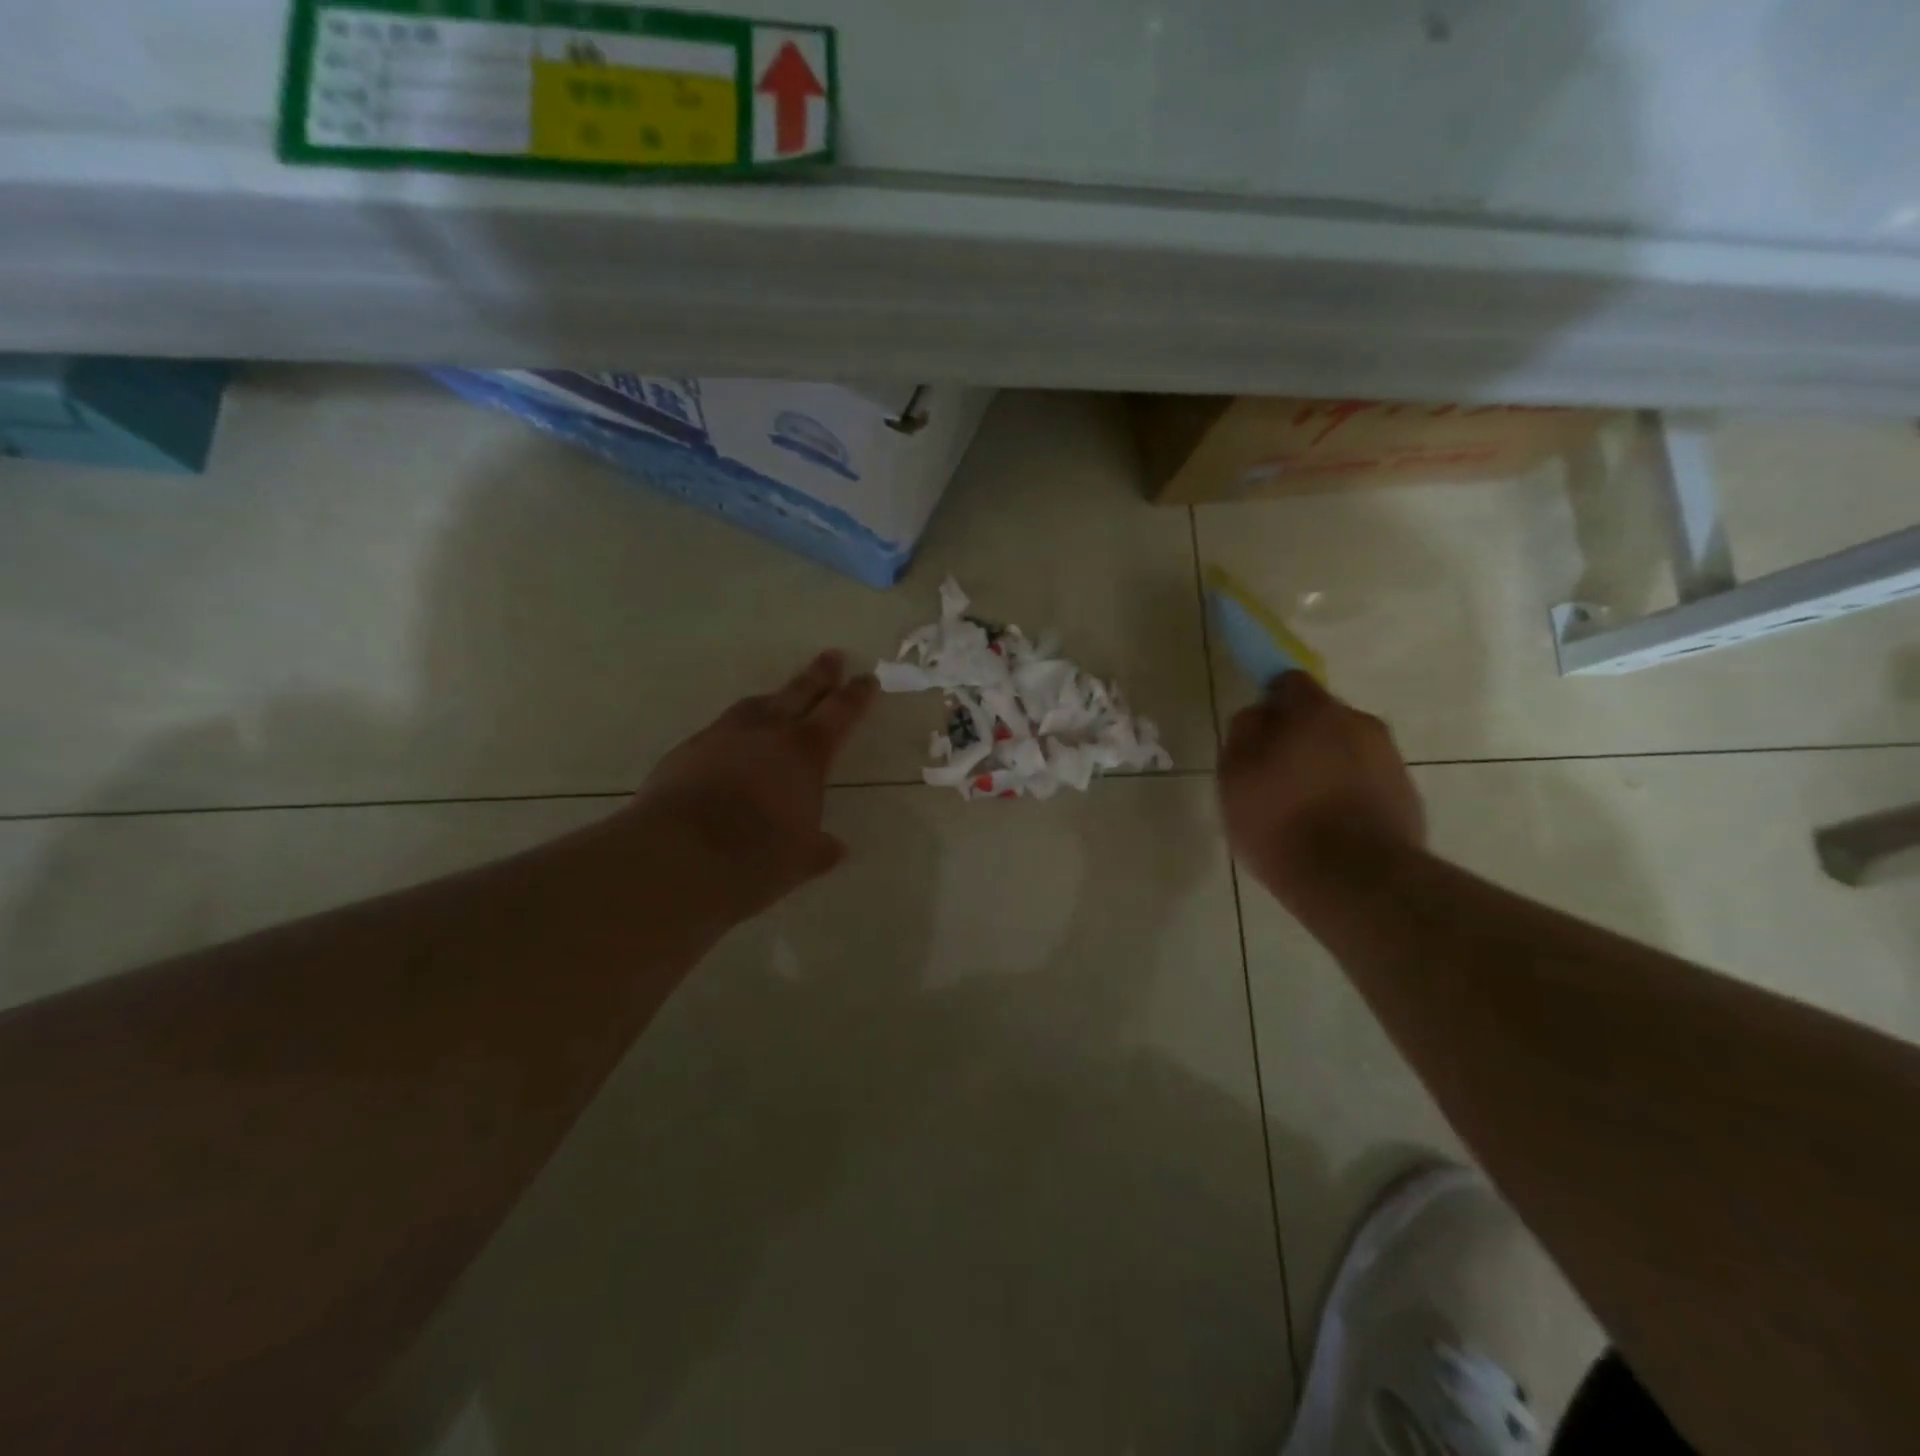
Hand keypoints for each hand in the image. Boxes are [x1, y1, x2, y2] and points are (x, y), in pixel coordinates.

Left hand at [626, 650, 878, 924]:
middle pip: (799, 692)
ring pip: (755, 705)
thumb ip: (819, 849)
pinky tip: (733, 744)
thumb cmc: (754, 857)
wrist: (676, 857)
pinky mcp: (688, 751)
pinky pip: (721, 729)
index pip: (840, 713)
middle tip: (832, 656)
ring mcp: (723, 736)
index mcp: (806, 752)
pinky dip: (736, 730)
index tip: (867, 679)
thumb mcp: (800, 859)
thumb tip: (835, 848)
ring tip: (780, 698)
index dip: (856, 695)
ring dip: (774, 698)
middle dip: (819, 675)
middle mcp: (767, 732)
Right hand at [1217, 674, 1425, 907]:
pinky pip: (1369, 782)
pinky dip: (1350, 793)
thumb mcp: (1235, 775)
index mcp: (1314, 711)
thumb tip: (1258, 715)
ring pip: (1349, 750)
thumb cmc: (1280, 820)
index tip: (1256, 730)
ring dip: (1327, 766)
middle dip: (1301, 736)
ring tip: (1304, 806)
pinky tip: (1332, 827)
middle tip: (1275, 772)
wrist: (1355, 880)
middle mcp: (1360, 723)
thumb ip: (1243, 733)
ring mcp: (1390, 760)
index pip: (1289, 682)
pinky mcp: (1407, 797)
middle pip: (1323, 717)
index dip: (1270, 701)